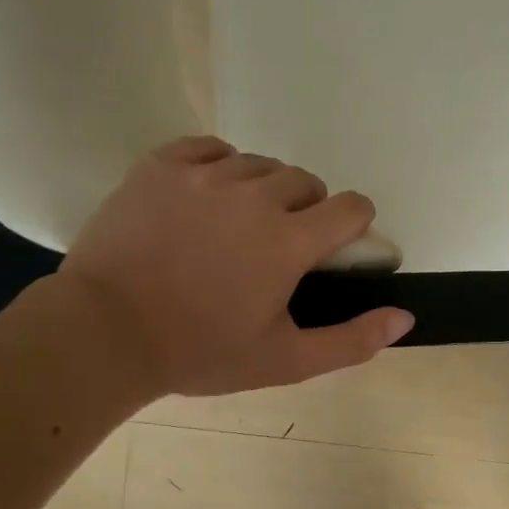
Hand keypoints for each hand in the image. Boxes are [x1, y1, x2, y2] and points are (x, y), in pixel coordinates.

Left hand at [53, 137, 412, 396]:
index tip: (336, 245)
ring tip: (239, 224)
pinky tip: (207, 196)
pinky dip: (220, 166)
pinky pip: (210, 147)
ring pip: (260, 165)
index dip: (353, 224)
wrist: (103, 333)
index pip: (351, 207)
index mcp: (289, 240)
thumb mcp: (285, 360)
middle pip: (306, 182)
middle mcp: (255, 195)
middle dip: (307, 210)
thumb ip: (351, 340)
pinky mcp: (161, 165)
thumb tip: (405, 317)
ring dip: (264, 190)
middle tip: (280, 246)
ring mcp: (204, 175)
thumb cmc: (200, 351)